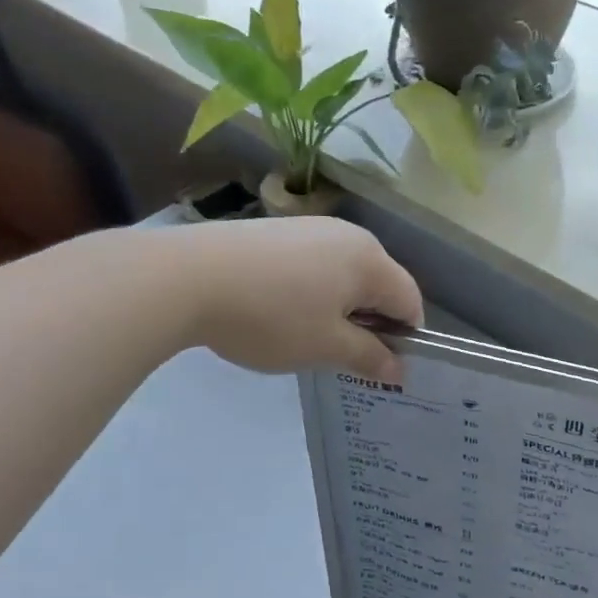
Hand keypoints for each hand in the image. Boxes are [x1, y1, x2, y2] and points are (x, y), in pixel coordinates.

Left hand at [171, 218, 422, 381]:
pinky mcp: (279, 230)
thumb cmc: (271, 317)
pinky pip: (315, 264)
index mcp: (370, 260)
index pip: (410, 301)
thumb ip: (369, 357)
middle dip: (371, 322)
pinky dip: (313, 291)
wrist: (187, 277)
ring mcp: (311, 228)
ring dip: (341, 307)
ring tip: (306, 335)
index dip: (405, 338)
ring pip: (345, 274)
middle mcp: (349, 235)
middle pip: (380, 284)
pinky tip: (279, 310)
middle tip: (341, 355)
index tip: (379, 366)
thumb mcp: (325, 347)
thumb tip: (398, 370)